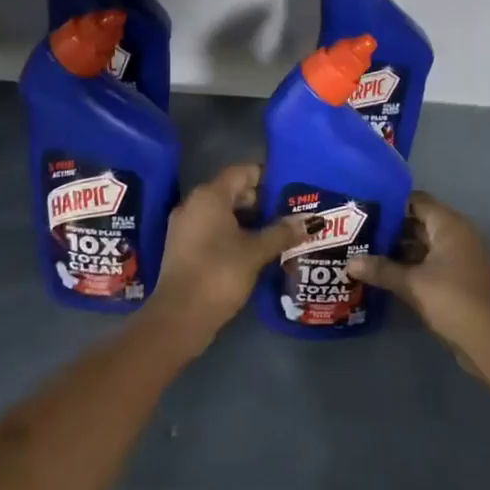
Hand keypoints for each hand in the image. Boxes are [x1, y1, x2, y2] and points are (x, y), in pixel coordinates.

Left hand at [145, 164, 309, 345]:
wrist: (179, 317)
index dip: (267, 176)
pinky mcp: (183, 248)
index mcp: (209, 196)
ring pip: (223, 212)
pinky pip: (212, 229)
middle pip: (232, 191)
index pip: (242, 172)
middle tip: (289, 212)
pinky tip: (254, 250)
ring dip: (248, 220)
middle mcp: (194, 204)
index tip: (290, 187)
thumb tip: (310, 221)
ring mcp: (185, 227)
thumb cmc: (219, 274)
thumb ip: (282, 232)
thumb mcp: (256, 252)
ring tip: (277, 231)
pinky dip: (233, 234)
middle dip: (261, 200)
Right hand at [348, 192, 489, 346]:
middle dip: (392, 229)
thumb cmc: (452, 299)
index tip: (365, 211)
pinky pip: (432, 262)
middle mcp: (458, 234)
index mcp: (450, 225)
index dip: (391, 204)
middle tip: (360, 234)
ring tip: (367, 254)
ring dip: (400, 250)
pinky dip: (413, 266)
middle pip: (420, 222)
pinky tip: (388, 275)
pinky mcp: (461, 278)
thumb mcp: (412, 284)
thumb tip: (349, 263)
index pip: (417, 200)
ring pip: (425, 245)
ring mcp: (462, 257)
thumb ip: (381, 270)